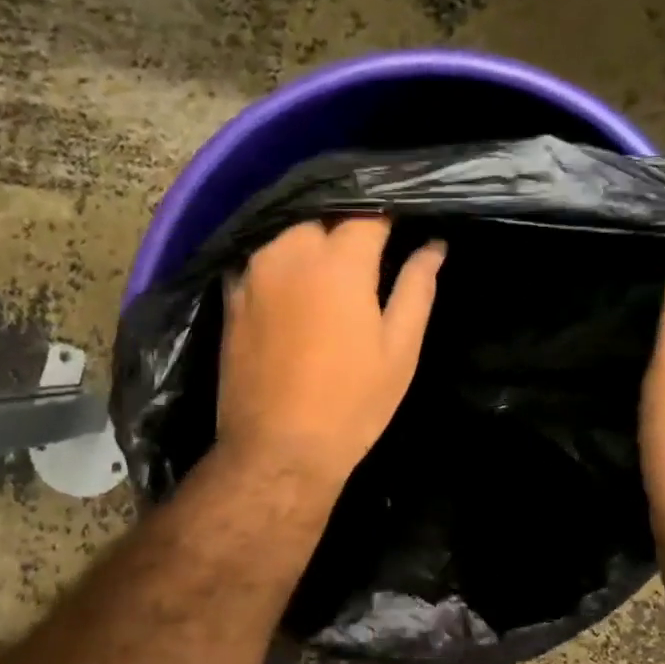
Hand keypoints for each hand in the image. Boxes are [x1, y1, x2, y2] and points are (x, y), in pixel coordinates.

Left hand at [216, 217, 444, 490]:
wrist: (277, 451)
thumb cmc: (352, 403)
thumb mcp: (400, 349)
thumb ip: (417, 287)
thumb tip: (434, 245)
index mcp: (340, 261)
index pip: (370, 212)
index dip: (391, 214)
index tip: (404, 225)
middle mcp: (290, 251)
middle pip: (325, 217)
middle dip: (348, 227)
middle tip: (370, 255)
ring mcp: (253, 272)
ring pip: (289, 235)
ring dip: (313, 244)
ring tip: (333, 271)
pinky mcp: (230, 296)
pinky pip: (261, 260)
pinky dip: (282, 263)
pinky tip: (295, 287)